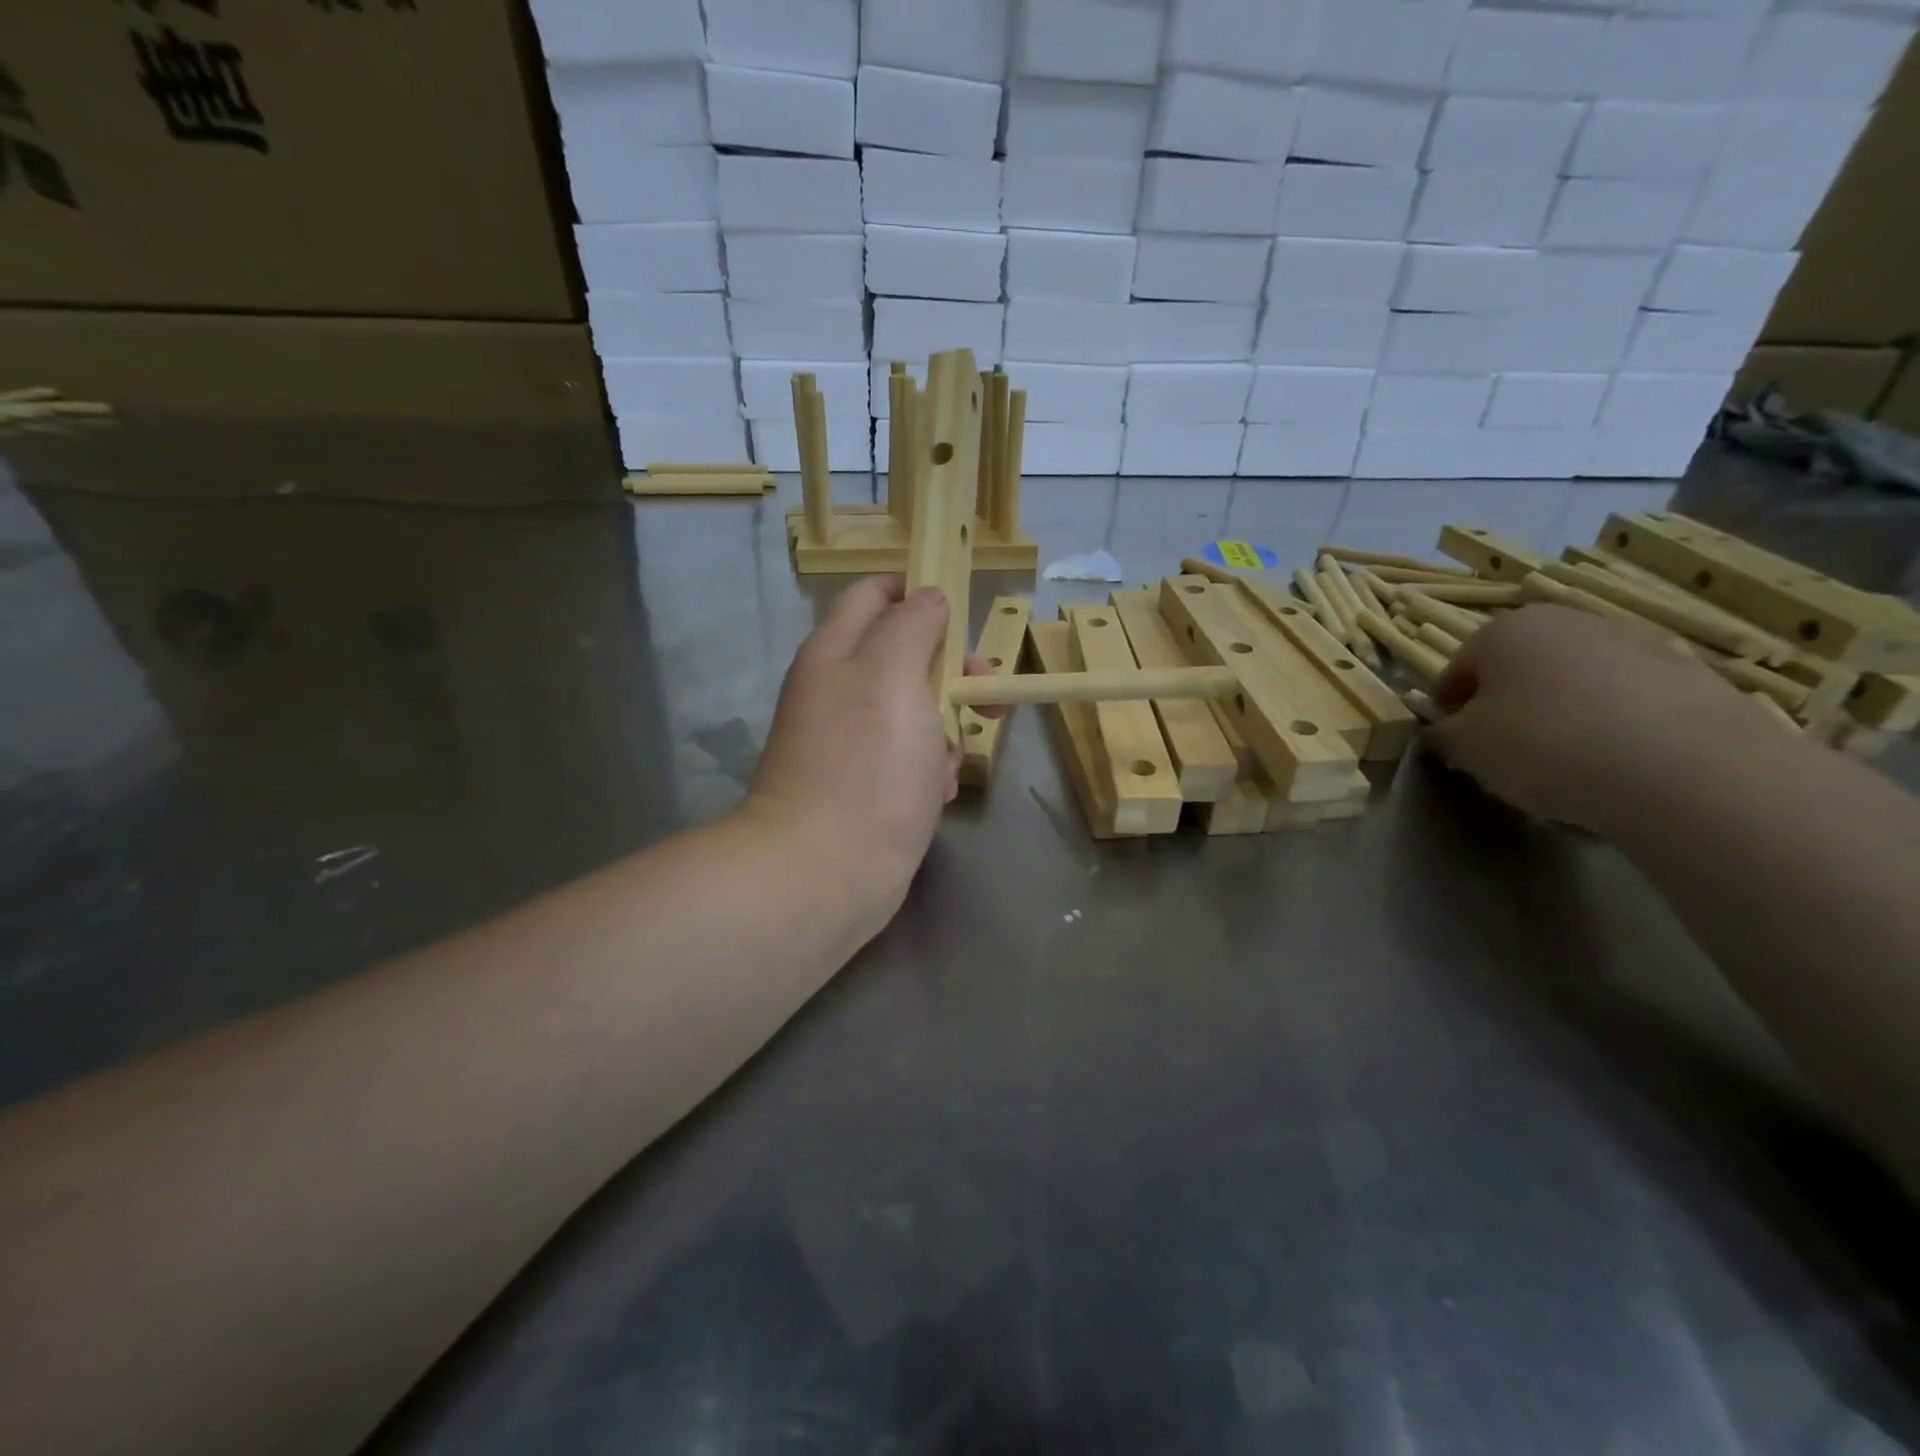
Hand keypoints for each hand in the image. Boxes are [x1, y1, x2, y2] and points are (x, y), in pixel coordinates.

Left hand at [744, 577, 984, 918]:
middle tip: (986, 692)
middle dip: (950, 670)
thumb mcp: (894, 674)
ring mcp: (851, 742)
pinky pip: (911, 759)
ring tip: (952, 760)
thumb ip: (912, 624)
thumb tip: (928, 597)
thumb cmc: (866, 764)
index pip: (874, 594)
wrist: (826, 872)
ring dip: (946, 728)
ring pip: (916, 711)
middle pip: (904, 655)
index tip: (963, 615)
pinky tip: (939, 794)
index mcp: (835, 652)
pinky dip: (932, 769)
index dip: (919, 592)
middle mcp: (838, 690)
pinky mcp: (866, 786)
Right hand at [1426, 604, 1772, 833]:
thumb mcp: (1464, 748)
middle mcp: (1567, 621)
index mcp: (1504, 630)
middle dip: (1506, 705)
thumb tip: (1447, 731)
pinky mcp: (1689, 673)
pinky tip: (1616, 764)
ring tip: (1565, 763)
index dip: (1449, 709)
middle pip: (1518, 668)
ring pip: (1574, 681)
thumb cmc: (1545, 745)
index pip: (1457, 670)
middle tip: (1506, 753)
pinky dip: (1613, 724)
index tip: (1454, 745)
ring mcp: (1634, 642)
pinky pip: (1628, 700)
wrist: (1688, 769)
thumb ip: (1443, 734)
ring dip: (1560, 712)